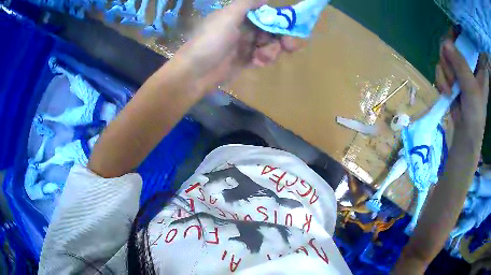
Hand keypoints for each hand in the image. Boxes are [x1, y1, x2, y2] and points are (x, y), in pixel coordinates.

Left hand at [170, 0, 302, 91]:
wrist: (194, 72)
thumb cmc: (210, 40)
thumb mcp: (227, 16)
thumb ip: (247, 3)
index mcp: (238, 16)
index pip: (265, 14)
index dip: (279, 19)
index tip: (291, 26)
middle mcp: (243, 28)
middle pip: (271, 30)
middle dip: (281, 37)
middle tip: (289, 45)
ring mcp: (244, 45)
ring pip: (269, 44)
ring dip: (271, 50)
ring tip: (263, 57)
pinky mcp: (244, 61)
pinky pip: (262, 57)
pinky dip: (263, 59)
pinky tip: (257, 62)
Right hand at [435, 39, 488, 146]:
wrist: (466, 134)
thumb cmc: (475, 114)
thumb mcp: (471, 88)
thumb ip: (461, 65)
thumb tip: (445, 42)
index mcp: (478, 63)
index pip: (468, 38)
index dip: (460, 34)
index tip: (453, 41)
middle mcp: (469, 61)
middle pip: (453, 43)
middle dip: (448, 57)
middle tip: (452, 74)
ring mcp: (460, 68)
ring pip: (445, 55)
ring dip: (445, 72)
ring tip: (451, 89)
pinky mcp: (452, 75)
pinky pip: (441, 67)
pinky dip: (441, 80)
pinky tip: (447, 91)